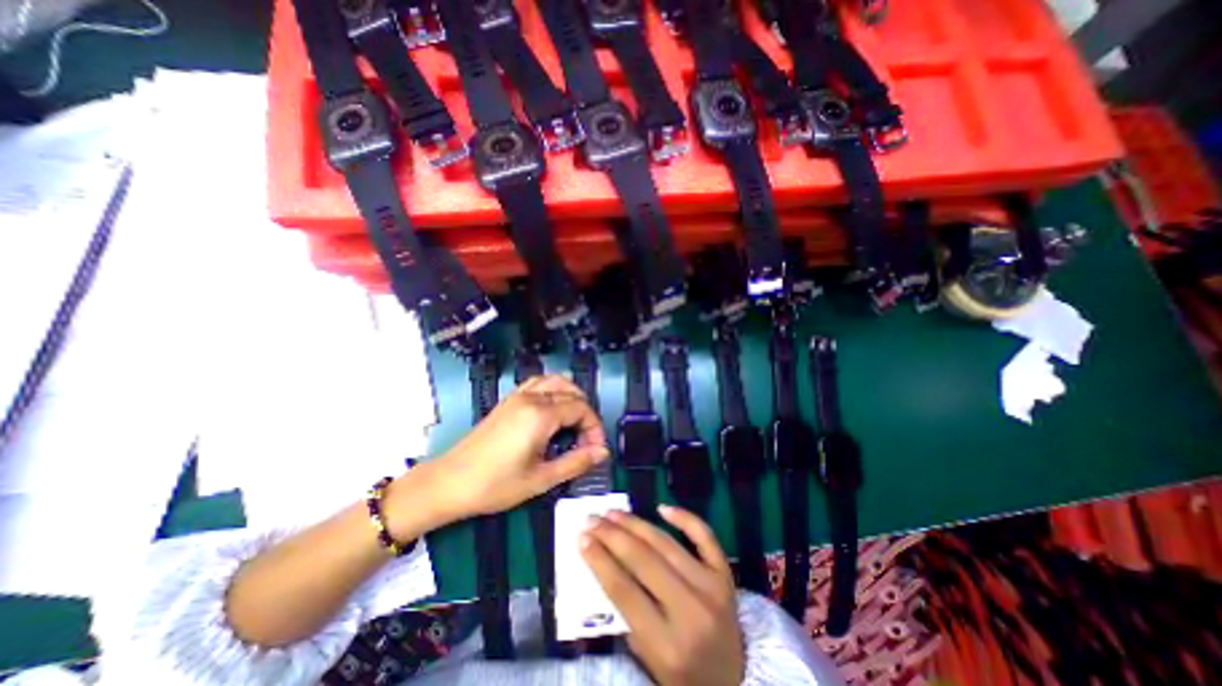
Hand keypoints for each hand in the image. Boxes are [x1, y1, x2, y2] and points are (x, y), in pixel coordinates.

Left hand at [403, 376, 608, 525]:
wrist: (449, 483)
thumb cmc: (495, 485)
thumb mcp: (541, 479)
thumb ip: (576, 462)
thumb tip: (603, 452)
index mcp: (540, 415)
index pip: (581, 409)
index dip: (594, 428)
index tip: (595, 450)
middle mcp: (531, 397)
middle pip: (572, 392)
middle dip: (585, 414)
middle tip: (585, 441)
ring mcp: (518, 395)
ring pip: (555, 381)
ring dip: (571, 396)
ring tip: (573, 423)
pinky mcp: (508, 400)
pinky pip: (538, 383)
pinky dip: (553, 390)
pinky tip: (552, 411)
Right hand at [580, 505, 744, 684]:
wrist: (735, 681)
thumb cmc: (684, 673)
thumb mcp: (649, 661)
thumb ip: (627, 617)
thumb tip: (604, 564)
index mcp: (668, 645)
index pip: (625, 592)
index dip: (600, 561)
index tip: (582, 538)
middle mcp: (692, 612)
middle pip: (644, 561)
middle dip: (612, 536)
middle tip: (592, 519)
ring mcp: (712, 587)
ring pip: (667, 544)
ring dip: (636, 524)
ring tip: (613, 512)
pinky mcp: (725, 573)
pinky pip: (704, 536)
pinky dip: (684, 518)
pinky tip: (662, 507)